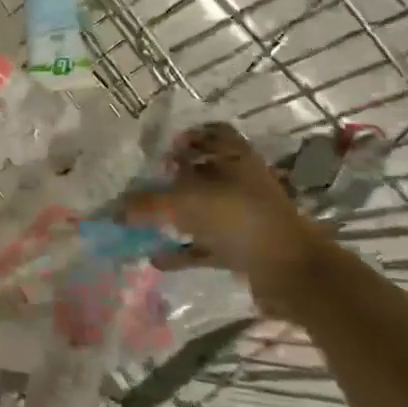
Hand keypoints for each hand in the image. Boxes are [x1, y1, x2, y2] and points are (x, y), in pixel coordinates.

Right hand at [120, 122, 332, 314]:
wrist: (294, 274)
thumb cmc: (241, 220)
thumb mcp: (188, 204)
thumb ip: (148, 204)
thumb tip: (114, 208)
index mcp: (235, 157)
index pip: (213, 132)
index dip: (189, 136)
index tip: (160, 149)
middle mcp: (241, 181)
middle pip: (204, 172)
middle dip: (172, 179)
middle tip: (143, 186)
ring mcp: (244, 216)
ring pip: (203, 209)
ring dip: (175, 216)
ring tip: (143, 222)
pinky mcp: (243, 248)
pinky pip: (205, 244)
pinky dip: (182, 250)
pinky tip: (157, 258)